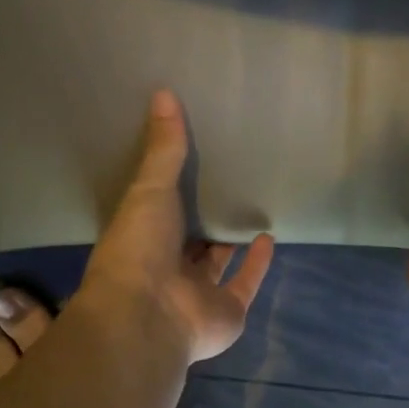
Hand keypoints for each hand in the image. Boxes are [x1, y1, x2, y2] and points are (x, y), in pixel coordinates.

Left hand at [81, 90, 275, 364]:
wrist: (147, 315)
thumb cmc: (138, 249)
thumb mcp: (149, 190)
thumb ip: (163, 148)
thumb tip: (163, 92)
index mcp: (142, 240)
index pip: (159, 211)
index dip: (174, 189)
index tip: (192, 160)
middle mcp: (169, 268)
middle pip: (191, 238)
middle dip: (205, 216)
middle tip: (227, 179)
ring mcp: (199, 293)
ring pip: (219, 262)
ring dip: (232, 239)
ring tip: (249, 204)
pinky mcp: (228, 310)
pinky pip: (246, 282)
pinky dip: (259, 263)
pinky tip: (270, 236)